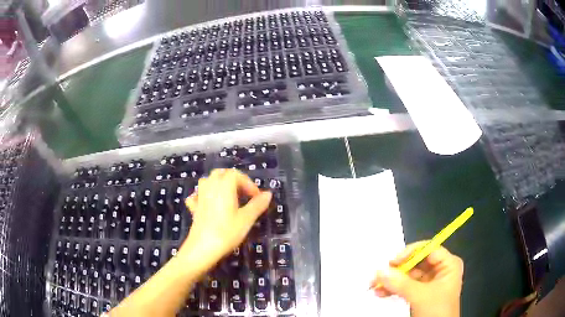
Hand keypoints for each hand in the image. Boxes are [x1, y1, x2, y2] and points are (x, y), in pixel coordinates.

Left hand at [180, 169, 271, 269]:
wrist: (202, 247)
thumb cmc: (227, 232)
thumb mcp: (246, 219)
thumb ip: (257, 205)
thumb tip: (268, 194)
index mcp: (224, 186)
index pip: (236, 175)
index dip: (248, 183)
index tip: (257, 197)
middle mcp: (210, 187)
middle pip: (221, 173)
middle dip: (234, 180)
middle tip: (244, 194)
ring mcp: (200, 197)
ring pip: (208, 181)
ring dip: (219, 184)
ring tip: (229, 196)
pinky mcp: (194, 208)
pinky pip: (197, 195)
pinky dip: (204, 195)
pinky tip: (208, 203)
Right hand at [370, 241, 463, 316]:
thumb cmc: (437, 310)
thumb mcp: (421, 296)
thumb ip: (401, 283)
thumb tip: (380, 271)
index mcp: (448, 264)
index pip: (428, 249)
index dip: (410, 252)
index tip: (392, 261)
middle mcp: (440, 270)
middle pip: (416, 262)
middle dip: (397, 269)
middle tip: (380, 274)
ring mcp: (430, 283)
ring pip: (409, 275)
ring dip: (392, 280)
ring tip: (375, 285)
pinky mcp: (421, 294)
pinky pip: (406, 286)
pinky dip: (394, 289)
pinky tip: (381, 293)